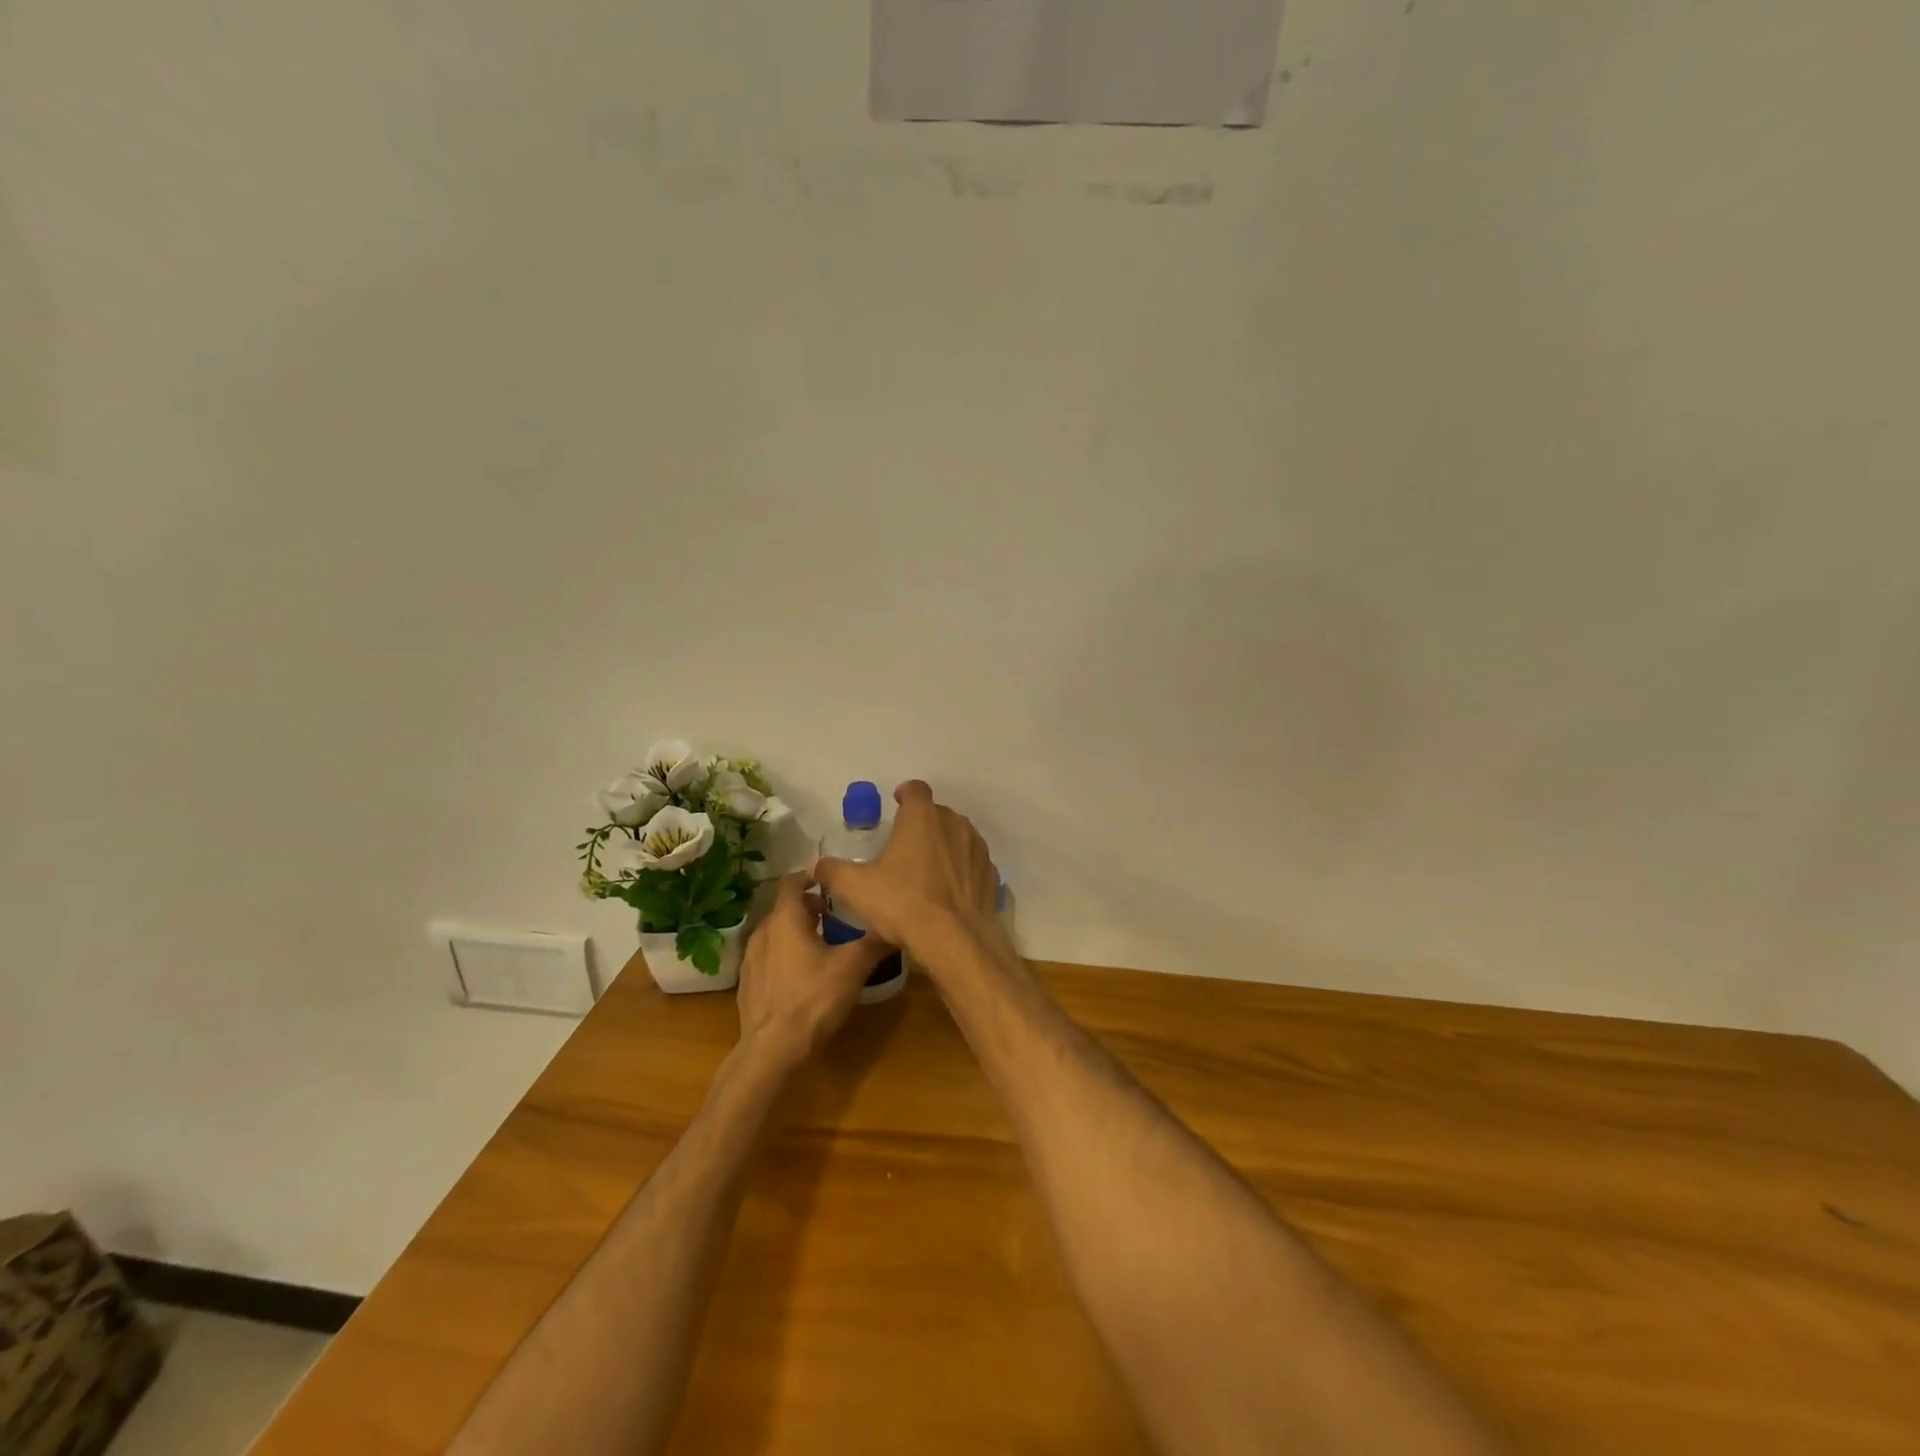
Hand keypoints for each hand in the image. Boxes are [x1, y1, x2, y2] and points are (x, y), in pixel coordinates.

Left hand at [735, 872, 889, 1071]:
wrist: (771, 1050)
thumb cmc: (813, 999)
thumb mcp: (853, 967)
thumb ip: (874, 941)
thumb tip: (896, 923)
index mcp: (785, 919)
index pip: (793, 882)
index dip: (811, 877)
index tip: (832, 881)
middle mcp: (763, 931)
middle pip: (785, 907)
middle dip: (809, 907)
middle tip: (835, 916)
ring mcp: (751, 958)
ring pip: (776, 933)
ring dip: (796, 931)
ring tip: (821, 944)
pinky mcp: (747, 983)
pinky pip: (768, 956)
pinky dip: (785, 954)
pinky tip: (802, 974)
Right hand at [812, 781, 997, 962]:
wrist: (956, 940)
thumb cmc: (903, 903)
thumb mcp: (856, 888)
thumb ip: (834, 871)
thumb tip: (817, 865)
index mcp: (922, 817)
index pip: (915, 790)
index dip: (905, 794)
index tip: (896, 804)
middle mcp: (954, 823)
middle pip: (937, 813)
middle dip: (923, 823)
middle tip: (905, 845)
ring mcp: (977, 848)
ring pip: (958, 837)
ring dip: (944, 845)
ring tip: (927, 869)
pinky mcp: (991, 874)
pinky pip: (973, 863)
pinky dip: (962, 870)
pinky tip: (949, 891)